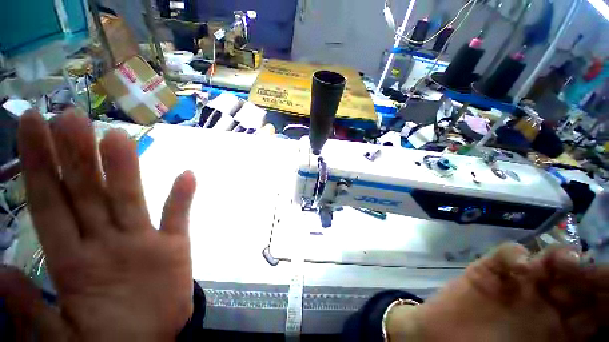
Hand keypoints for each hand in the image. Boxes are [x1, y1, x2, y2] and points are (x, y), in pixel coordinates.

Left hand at [1, 110, 196, 340]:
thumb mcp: (60, 337)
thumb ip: (30, 307)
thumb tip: (1, 271)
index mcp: (73, 262)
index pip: (50, 203)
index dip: (39, 166)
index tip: (34, 128)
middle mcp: (103, 242)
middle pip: (86, 192)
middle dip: (75, 155)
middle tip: (70, 116)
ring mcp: (142, 242)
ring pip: (129, 199)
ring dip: (125, 168)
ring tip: (118, 137)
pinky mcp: (173, 247)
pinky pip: (178, 216)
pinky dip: (183, 197)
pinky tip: (188, 176)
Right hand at [387, 243, 608, 341]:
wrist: (444, 338)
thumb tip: (596, 334)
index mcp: (560, 327)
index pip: (594, 308)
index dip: (606, 296)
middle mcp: (545, 301)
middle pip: (575, 280)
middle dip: (588, 273)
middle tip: (594, 270)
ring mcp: (517, 282)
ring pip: (545, 261)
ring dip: (558, 257)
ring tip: (566, 262)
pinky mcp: (488, 270)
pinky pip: (505, 255)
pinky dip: (515, 255)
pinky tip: (520, 265)